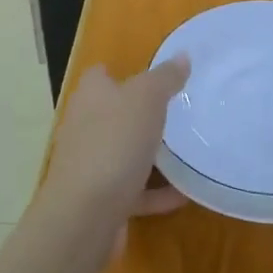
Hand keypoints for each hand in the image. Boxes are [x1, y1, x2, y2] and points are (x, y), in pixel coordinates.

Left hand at [39, 56, 190, 244]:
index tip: (157, 76)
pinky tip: (185, 193)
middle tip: (179, 112)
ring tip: (187, 151)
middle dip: (141, 113)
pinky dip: (156, 192)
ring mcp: (90, 165)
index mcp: (91, 96)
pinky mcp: (100, 200)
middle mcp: (85, 126)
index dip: (125, 71)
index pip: (102, 74)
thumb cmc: (115, 143)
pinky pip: (134, 190)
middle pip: (114, 113)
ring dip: (150, 154)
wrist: (85, 216)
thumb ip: (165, 77)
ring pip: (123, 153)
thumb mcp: (147, 99)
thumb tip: (182, 56)